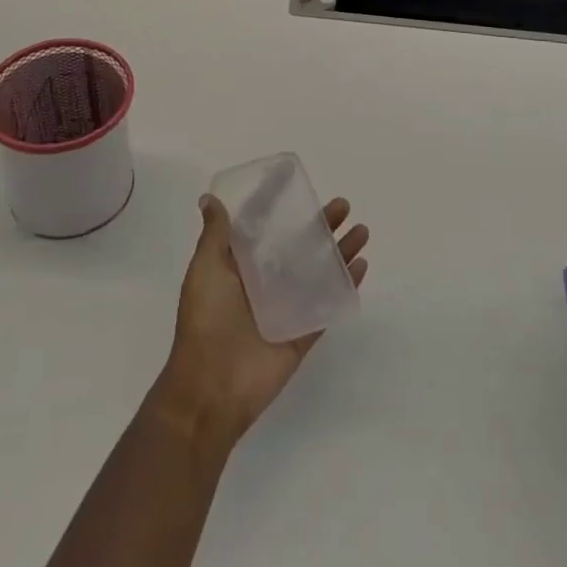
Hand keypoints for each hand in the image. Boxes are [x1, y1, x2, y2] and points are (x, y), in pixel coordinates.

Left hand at [152, 194, 368, 450]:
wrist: (212, 387)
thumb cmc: (206, 320)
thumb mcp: (205, 269)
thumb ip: (215, 235)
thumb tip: (210, 199)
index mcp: (239, 265)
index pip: (262, 226)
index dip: (277, 203)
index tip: (295, 180)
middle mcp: (264, 282)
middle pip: (298, 245)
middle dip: (320, 224)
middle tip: (342, 205)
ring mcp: (286, 307)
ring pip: (318, 271)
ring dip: (340, 251)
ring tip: (361, 230)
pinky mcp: (302, 333)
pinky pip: (327, 305)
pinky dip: (345, 286)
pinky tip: (361, 267)